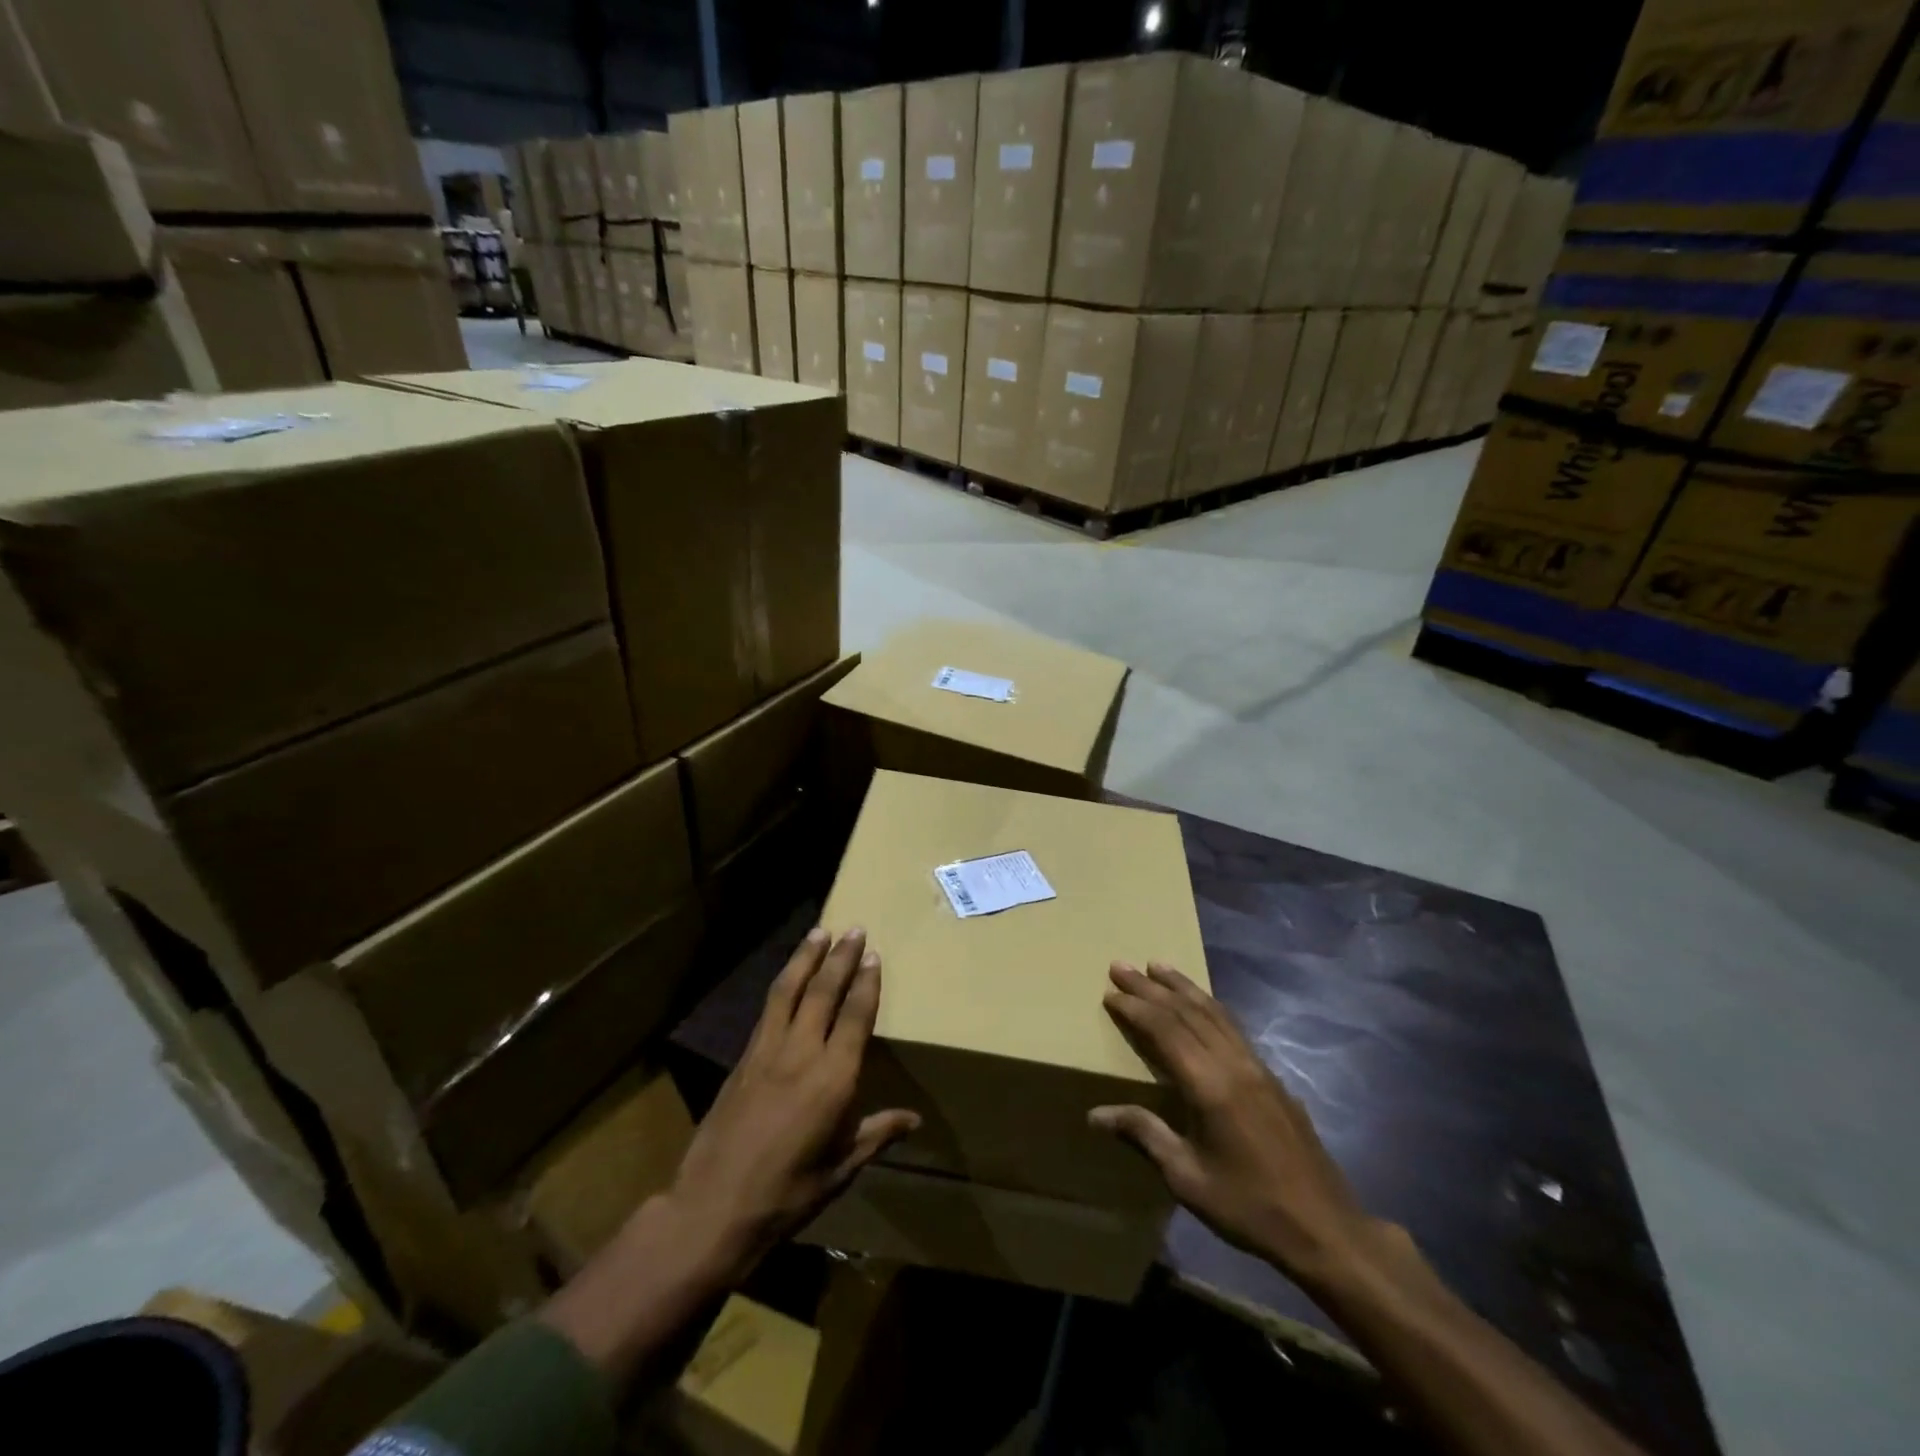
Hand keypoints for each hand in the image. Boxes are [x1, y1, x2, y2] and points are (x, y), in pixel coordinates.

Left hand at [666, 926, 919, 1279]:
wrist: (712, 1209)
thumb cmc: (787, 1195)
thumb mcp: (841, 1169)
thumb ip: (877, 1134)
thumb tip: (914, 1119)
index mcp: (833, 1079)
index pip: (855, 1017)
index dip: (866, 984)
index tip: (874, 956)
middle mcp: (801, 1054)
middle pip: (823, 992)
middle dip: (840, 958)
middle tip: (854, 929)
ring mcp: (767, 1052)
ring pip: (789, 992)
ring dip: (806, 959)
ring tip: (819, 932)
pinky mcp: (743, 1059)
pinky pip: (768, 1010)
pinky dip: (782, 985)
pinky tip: (787, 978)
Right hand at [1089, 962, 1378, 1289]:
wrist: (1325, 1229)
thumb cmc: (1249, 1207)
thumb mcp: (1187, 1178)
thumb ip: (1144, 1134)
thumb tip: (1095, 1114)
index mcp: (1210, 1086)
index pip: (1165, 1030)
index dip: (1136, 1008)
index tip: (1110, 992)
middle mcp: (1234, 1064)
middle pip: (1187, 1012)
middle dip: (1151, 987)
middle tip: (1121, 965)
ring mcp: (1257, 1067)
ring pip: (1214, 1012)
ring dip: (1183, 987)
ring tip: (1158, 966)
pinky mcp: (1272, 1077)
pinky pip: (1233, 1026)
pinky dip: (1209, 1006)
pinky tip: (1201, 1003)